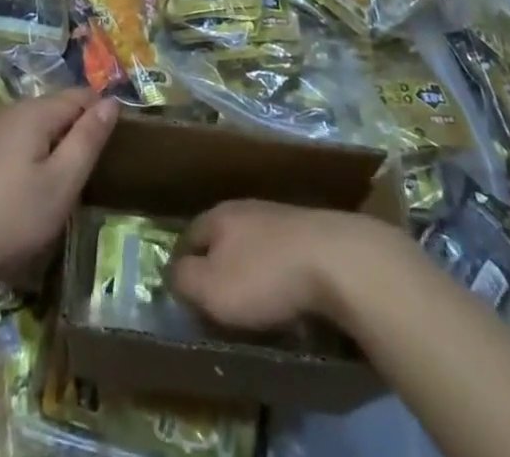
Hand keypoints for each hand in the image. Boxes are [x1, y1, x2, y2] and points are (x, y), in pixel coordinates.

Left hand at [0, 88, 117, 299]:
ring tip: (57, 189)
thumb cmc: (5, 218)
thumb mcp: (60, 185)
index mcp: (35, 112)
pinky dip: (23, 161)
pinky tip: (18, 196)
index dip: (102, 114)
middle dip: (74, 133)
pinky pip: (7, 146)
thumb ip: (87, 141)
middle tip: (89, 175)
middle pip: (53, 110)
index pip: (80, 96)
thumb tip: (110, 102)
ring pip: (28, 130)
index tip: (117, 146)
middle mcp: (8, 111)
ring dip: (48, 149)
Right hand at [169, 201, 394, 332]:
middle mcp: (245, 209)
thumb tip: (174, 272)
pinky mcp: (309, 233)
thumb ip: (186, 279)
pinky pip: (281, 255)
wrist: (335, 260)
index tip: (182, 294)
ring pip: (253, 244)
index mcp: (218, 216)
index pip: (188, 237)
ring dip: (249, 269)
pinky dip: (277, 273)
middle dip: (216, 265)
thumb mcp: (212, 287)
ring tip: (251, 301)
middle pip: (221, 238)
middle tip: (216, 300)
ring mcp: (279, 217)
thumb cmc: (264, 276)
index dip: (181, 265)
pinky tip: (286, 294)